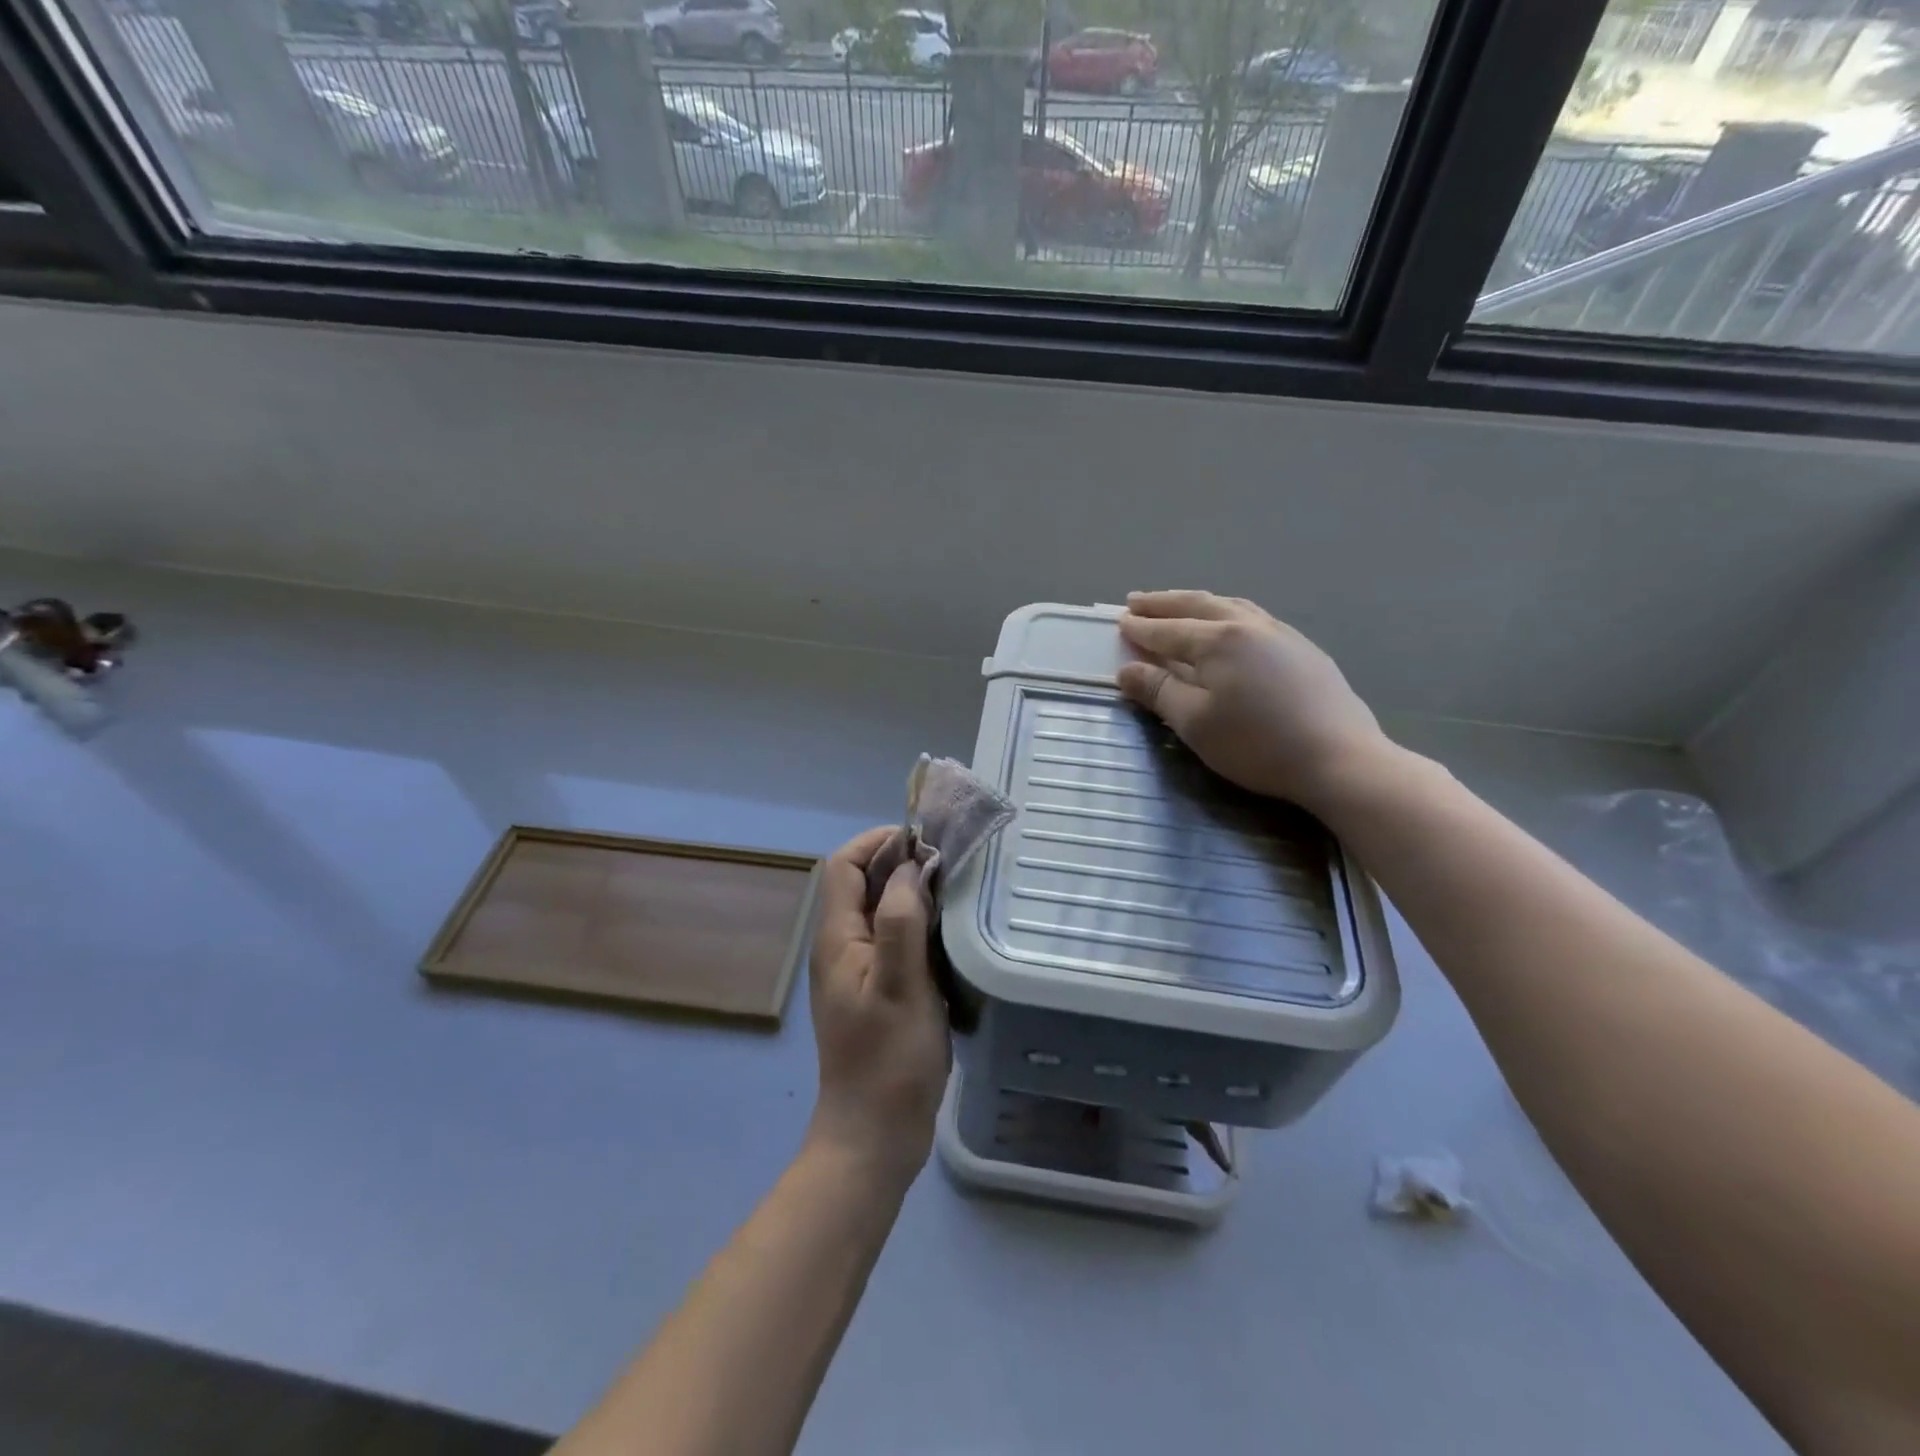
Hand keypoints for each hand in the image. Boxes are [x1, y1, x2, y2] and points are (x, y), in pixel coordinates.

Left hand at [804, 827, 950, 1183]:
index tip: (923, 842)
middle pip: (863, 884)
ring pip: (882, 911)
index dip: (878, 843)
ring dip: (912, 894)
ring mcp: (859, 970)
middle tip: (949, 864)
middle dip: (901, 864)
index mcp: (838, 938)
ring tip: (955, 892)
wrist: (875, 1135)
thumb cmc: (889, 1059)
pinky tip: (948, 935)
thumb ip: (902, 921)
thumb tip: (910, 867)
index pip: (844, 865)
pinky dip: (918, 926)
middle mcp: (842, 947)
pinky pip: (894, 941)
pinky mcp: (878, 990)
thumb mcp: (900, 985)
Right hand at [1117, 590, 1392, 813]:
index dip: (1141, 628)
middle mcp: (1248, 625)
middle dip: (1164, 603)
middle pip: (1198, 605)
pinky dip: (1227, 613)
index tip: (1119, 621)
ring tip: (1179, 605)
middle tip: (1137, 600)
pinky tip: (1229, 625)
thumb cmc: (1256, 744)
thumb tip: (1127, 670)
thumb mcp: (1195, 724)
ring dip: (1198, 603)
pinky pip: (1254, 617)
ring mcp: (1281, 634)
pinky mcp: (1303, 649)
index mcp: (1218, 641)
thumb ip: (1158, 692)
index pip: (1168, 630)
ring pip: (1231, 605)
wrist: (1339, 759)